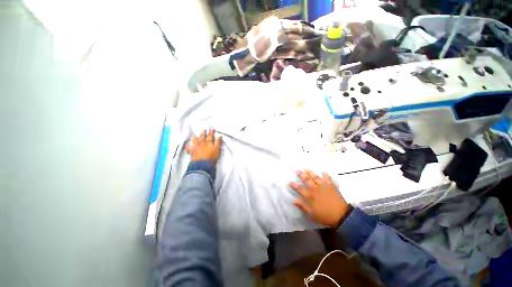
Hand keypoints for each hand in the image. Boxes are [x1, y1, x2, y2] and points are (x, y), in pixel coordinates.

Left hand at [186, 129, 222, 163]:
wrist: (203, 164)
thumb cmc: (212, 157)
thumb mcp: (217, 149)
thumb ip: (218, 142)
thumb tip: (220, 136)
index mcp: (209, 142)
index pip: (210, 136)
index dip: (211, 132)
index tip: (212, 129)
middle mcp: (202, 143)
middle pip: (202, 136)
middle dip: (203, 132)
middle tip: (204, 129)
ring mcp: (196, 146)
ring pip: (195, 140)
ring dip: (195, 137)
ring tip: (194, 135)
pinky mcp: (192, 151)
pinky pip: (188, 147)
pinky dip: (187, 145)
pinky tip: (187, 144)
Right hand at [289, 170, 348, 227]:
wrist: (341, 215)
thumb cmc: (325, 216)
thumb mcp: (311, 214)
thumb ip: (303, 206)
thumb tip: (294, 200)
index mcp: (310, 196)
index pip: (299, 189)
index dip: (294, 185)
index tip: (289, 181)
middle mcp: (315, 189)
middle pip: (307, 180)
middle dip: (301, 175)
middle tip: (297, 170)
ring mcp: (324, 186)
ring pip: (315, 177)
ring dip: (310, 172)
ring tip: (306, 168)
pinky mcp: (331, 186)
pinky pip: (328, 178)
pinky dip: (325, 175)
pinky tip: (323, 172)